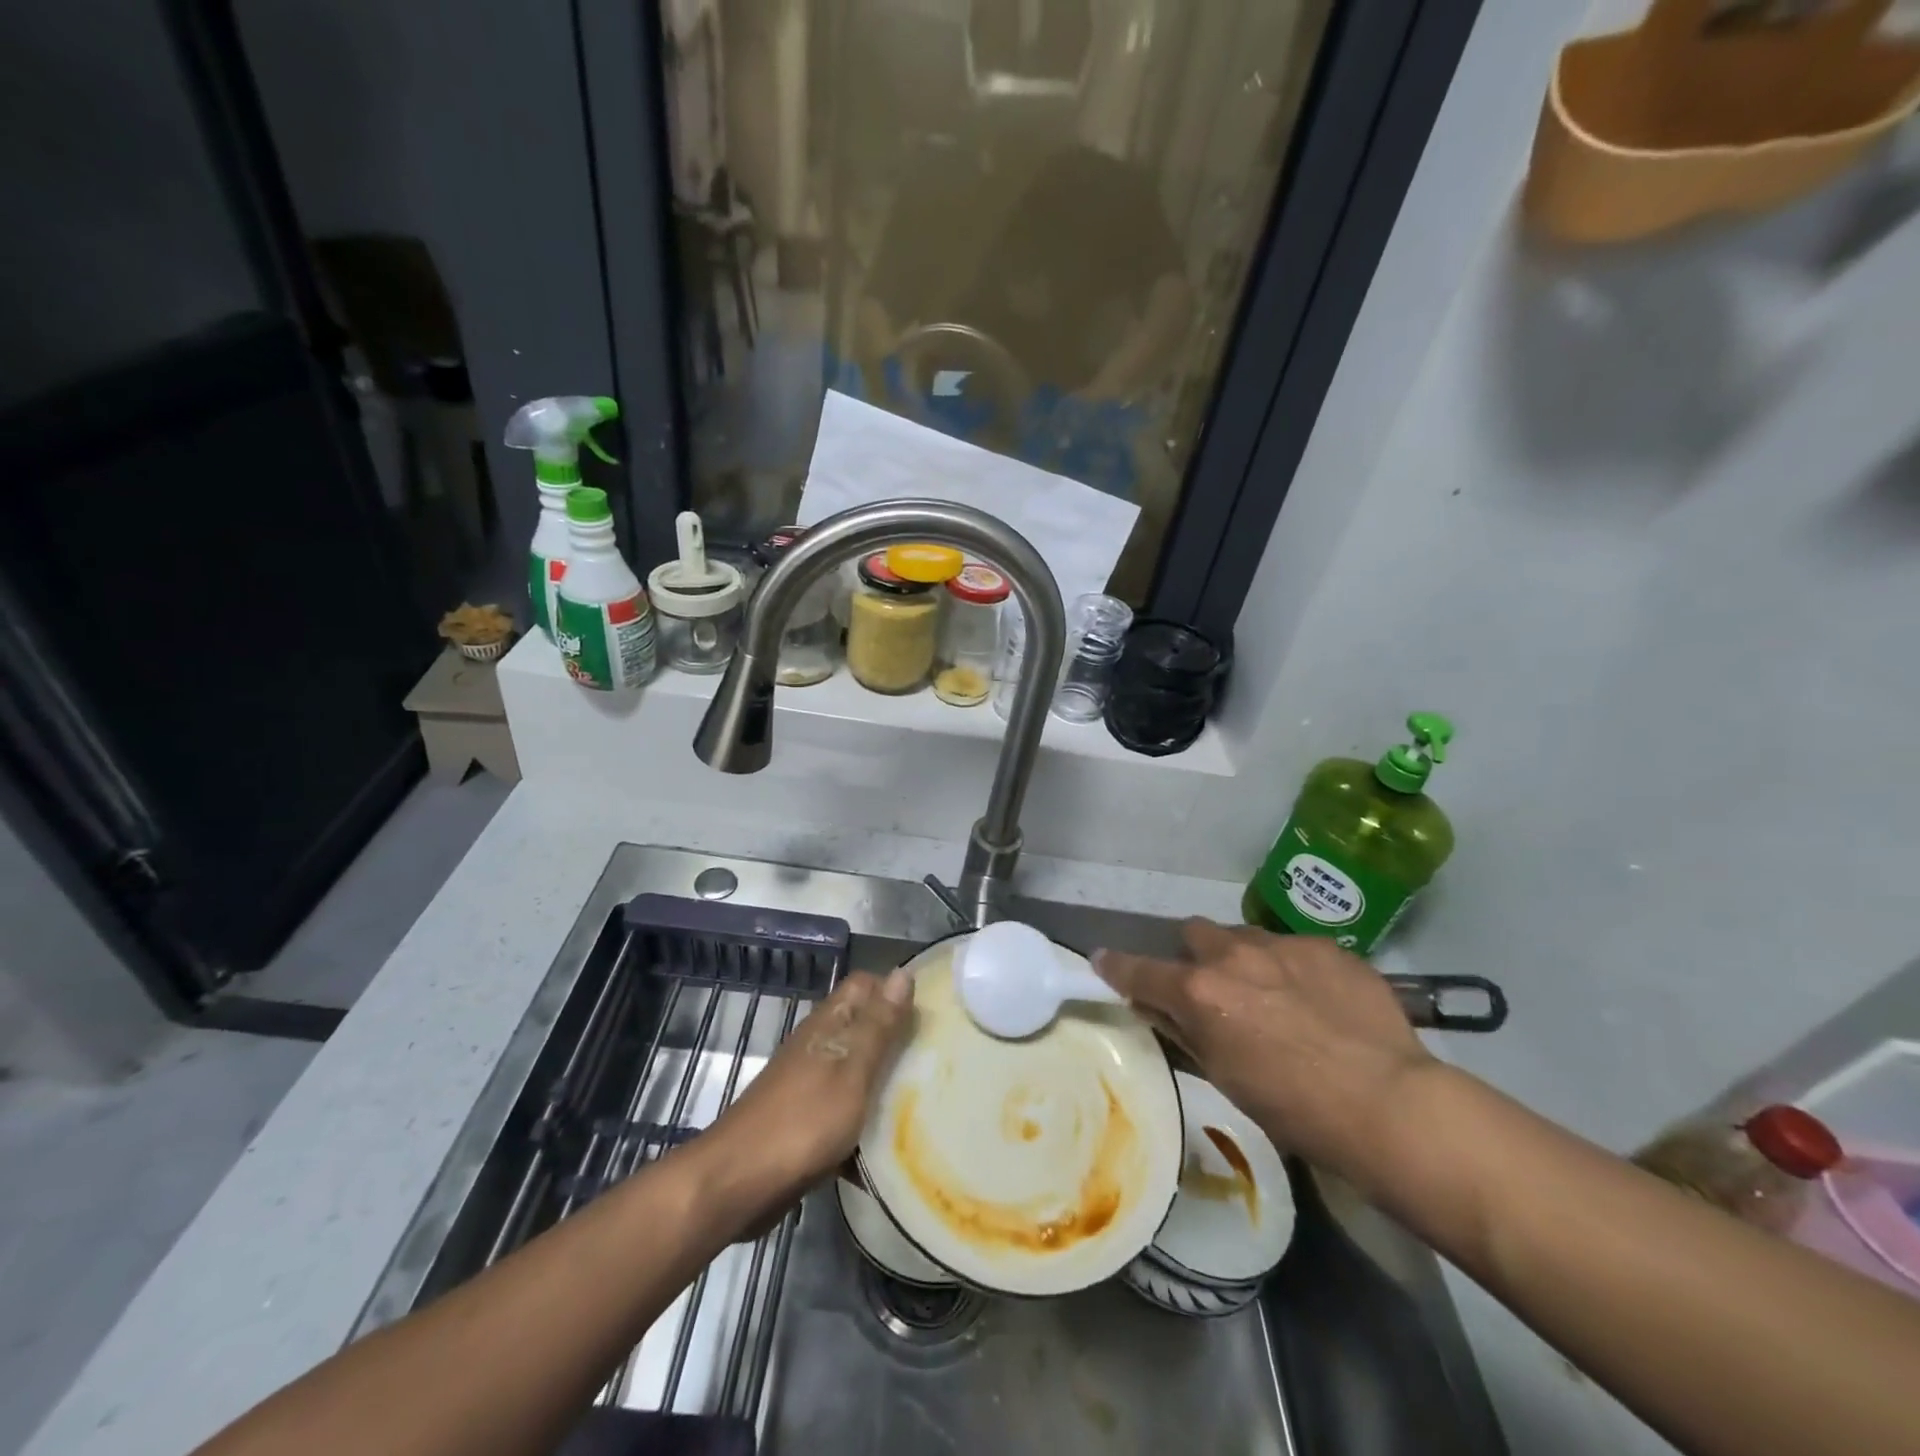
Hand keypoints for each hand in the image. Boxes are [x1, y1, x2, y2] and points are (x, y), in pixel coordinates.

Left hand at [705, 970, 912, 1211]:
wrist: (739, 1182)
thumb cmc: (803, 1120)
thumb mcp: (851, 1069)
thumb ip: (878, 1025)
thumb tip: (903, 973)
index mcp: (828, 1024)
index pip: (866, 985)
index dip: (895, 991)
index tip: (930, 1013)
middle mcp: (819, 1046)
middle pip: (865, 1028)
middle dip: (898, 1040)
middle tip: (938, 1059)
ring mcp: (811, 1084)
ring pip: (859, 1071)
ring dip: (886, 1083)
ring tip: (926, 1099)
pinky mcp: (808, 1122)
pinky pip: (848, 1111)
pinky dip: (867, 1122)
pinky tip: (892, 1144)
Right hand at [1092, 920, 1433, 1185]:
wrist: (1390, 1105)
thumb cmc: (1296, 1110)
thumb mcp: (1225, 1076)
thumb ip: (1187, 1031)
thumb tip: (1160, 1008)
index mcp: (1200, 992)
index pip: (1139, 970)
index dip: (1116, 967)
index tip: (1103, 961)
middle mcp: (1234, 955)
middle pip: (1195, 933)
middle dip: (1195, 955)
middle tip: (1214, 988)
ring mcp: (1284, 945)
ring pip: (1246, 936)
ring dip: (1244, 959)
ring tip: (1274, 995)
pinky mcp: (1328, 947)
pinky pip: (1295, 949)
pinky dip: (1292, 969)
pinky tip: (1320, 1003)